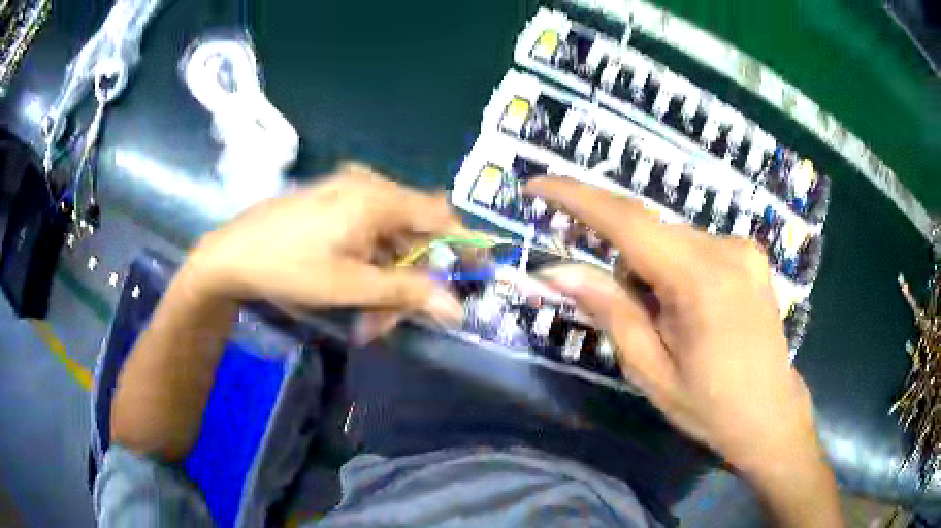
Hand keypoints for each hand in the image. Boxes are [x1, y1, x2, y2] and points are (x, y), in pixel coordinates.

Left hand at [185, 164, 463, 338]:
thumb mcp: (350, 285)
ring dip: (386, 280)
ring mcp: (348, 193)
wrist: (230, 255)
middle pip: (412, 234)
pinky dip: (369, 265)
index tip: (477, 274)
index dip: (464, 246)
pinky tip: (354, 293)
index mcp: (378, 198)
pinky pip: (367, 233)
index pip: (441, 218)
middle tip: (390, 322)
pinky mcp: (333, 204)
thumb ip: (407, 293)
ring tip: (367, 320)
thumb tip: (456, 307)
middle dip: (409, 281)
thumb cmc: (289, 267)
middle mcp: (369, 187)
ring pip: (389, 239)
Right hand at [527, 177, 837, 524]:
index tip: (536, 184)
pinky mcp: (750, 254)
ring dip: (652, 272)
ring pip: (670, 240)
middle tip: (635, 321)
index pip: (627, 221)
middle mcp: (726, 248)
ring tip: (671, 325)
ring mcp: (743, 247)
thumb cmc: (711, 406)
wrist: (771, 416)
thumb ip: (609, 311)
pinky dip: (676, 270)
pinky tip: (693, 312)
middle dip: (624, 267)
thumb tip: (557, 269)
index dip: (576, 196)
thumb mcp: (651, 371)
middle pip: (649, 233)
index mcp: (702, 280)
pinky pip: (694, 247)